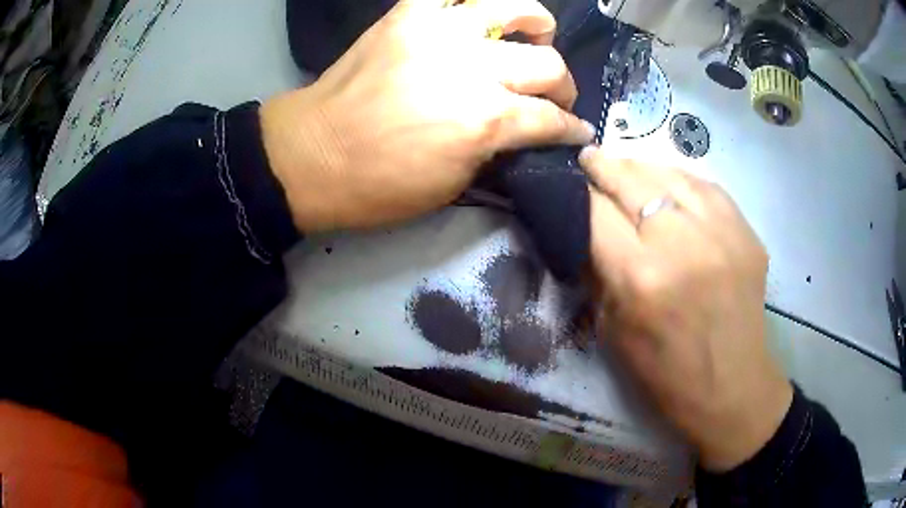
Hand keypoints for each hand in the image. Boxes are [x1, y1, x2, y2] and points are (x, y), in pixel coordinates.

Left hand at [261, 0, 594, 231]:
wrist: (312, 155)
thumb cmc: (379, 185)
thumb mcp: (453, 184)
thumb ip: (497, 148)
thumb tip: (522, 131)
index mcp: (486, 119)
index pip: (551, 119)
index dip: (572, 129)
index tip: (579, 132)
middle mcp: (473, 68)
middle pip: (547, 64)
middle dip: (561, 86)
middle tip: (552, 96)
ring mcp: (440, 32)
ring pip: (516, 9)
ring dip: (536, 24)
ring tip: (532, 36)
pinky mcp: (409, 15)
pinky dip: (472, 1)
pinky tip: (478, 15)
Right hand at [580, 148, 792, 471]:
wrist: (732, 387)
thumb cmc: (665, 374)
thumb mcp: (613, 331)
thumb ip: (598, 272)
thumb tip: (585, 227)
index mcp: (640, 278)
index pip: (596, 211)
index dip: (577, 191)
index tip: (567, 180)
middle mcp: (681, 243)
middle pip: (632, 179)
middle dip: (603, 165)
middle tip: (590, 158)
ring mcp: (721, 232)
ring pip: (671, 173)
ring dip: (642, 167)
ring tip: (627, 168)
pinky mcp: (746, 232)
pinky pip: (707, 186)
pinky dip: (681, 180)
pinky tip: (670, 183)